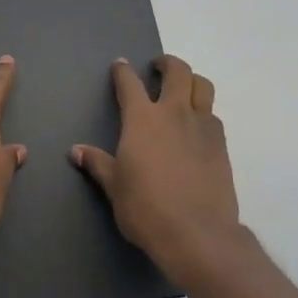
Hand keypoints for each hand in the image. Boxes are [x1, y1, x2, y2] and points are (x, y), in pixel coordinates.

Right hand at [73, 55, 248, 292]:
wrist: (197, 233)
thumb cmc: (145, 208)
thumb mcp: (114, 187)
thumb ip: (97, 164)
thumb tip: (76, 151)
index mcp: (142, 119)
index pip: (130, 83)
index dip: (123, 71)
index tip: (120, 65)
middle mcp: (174, 113)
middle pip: (178, 72)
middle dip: (167, 63)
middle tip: (158, 68)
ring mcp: (202, 127)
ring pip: (203, 87)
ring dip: (192, 81)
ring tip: (183, 90)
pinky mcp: (221, 146)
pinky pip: (213, 116)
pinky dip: (203, 112)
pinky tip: (196, 128)